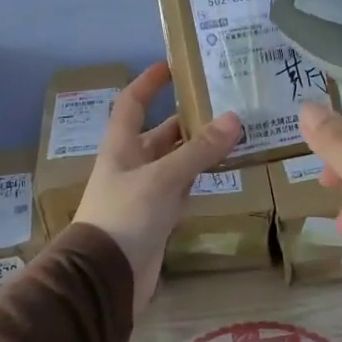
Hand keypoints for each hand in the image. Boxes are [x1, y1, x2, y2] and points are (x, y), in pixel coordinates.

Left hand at [74, 62, 243, 314]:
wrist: (106, 277)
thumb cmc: (125, 216)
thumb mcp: (163, 178)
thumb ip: (198, 151)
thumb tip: (234, 118)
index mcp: (121, 146)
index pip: (132, 103)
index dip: (149, 82)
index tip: (174, 65)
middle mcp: (132, 164)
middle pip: (161, 132)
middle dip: (188, 117)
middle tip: (225, 102)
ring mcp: (146, 192)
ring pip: (176, 160)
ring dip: (200, 148)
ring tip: (236, 131)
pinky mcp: (159, 217)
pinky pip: (183, 187)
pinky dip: (201, 176)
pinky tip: (225, 169)